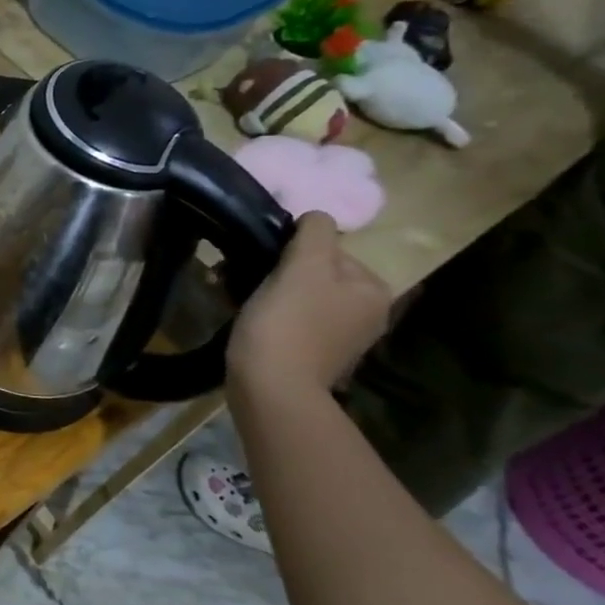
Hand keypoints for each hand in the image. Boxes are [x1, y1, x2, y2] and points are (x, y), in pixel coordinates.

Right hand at [228, 213, 390, 395]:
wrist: (272, 387)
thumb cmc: (289, 322)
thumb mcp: (303, 267)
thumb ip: (315, 233)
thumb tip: (317, 217)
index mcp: (373, 291)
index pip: (331, 250)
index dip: (293, 252)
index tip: (262, 261)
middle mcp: (366, 314)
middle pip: (314, 274)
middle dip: (275, 271)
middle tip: (237, 275)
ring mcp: (341, 338)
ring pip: (298, 296)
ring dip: (265, 290)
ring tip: (232, 293)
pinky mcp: (313, 356)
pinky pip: (290, 321)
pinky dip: (267, 314)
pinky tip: (242, 316)